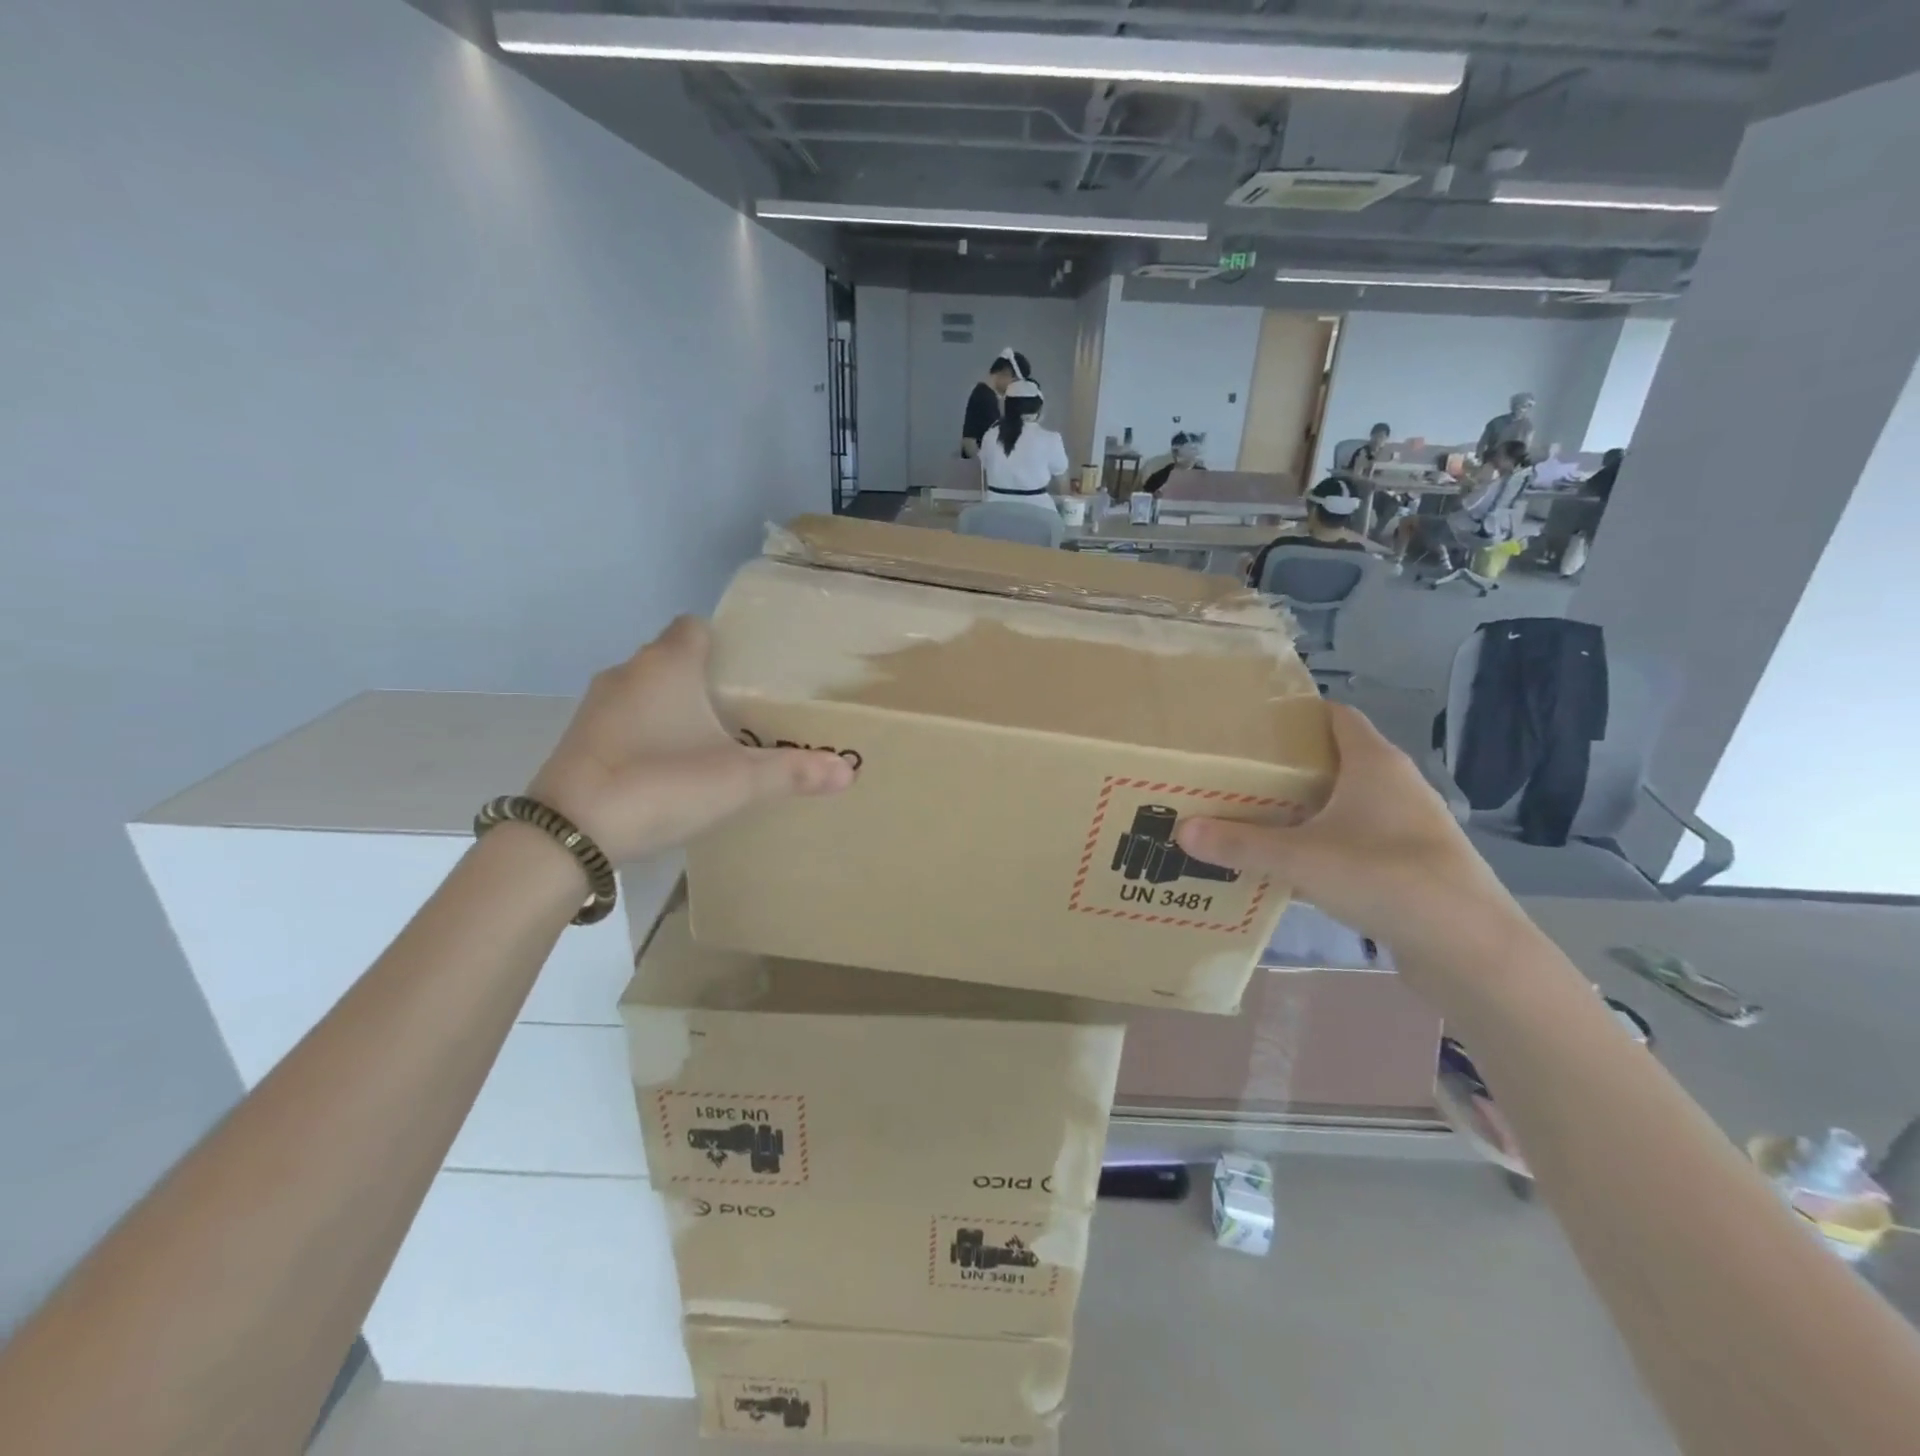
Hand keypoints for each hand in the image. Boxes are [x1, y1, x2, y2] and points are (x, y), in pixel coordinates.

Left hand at [526, 617, 853, 862]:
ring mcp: (597, 705)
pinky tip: (667, 766)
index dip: (723, 642)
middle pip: (672, 658)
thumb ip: (794, 773)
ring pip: (646, 689)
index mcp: (667, 665)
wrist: (569, 833)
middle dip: (704, 678)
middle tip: (741, 711)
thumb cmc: (660, 784)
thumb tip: (849, 772)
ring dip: (673, 706)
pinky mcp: (580, 737)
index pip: (696, 626)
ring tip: (709, 740)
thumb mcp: (738, 782)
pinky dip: (646, 731)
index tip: (749, 672)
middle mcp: (628, 672)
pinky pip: (624, 719)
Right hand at [1174, 703, 1524, 972]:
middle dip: (1288, 766)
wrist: (1471, 948)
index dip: (1294, 716)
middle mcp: (1395, 784)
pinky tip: (1294, 864)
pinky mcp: (1412, 861)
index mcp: (1374, 762)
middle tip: (1237, 775)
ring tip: (1256, 817)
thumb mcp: (1301, 859)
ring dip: (1307, 807)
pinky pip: (1358, 837)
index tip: (1249, 727)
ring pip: (1347, 802)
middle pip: (1335, 759)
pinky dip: (1326, 841)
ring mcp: (1408, 824)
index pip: (1334, 716)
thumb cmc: (1386, 878)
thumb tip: (1181, 830)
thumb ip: (1240, 844)